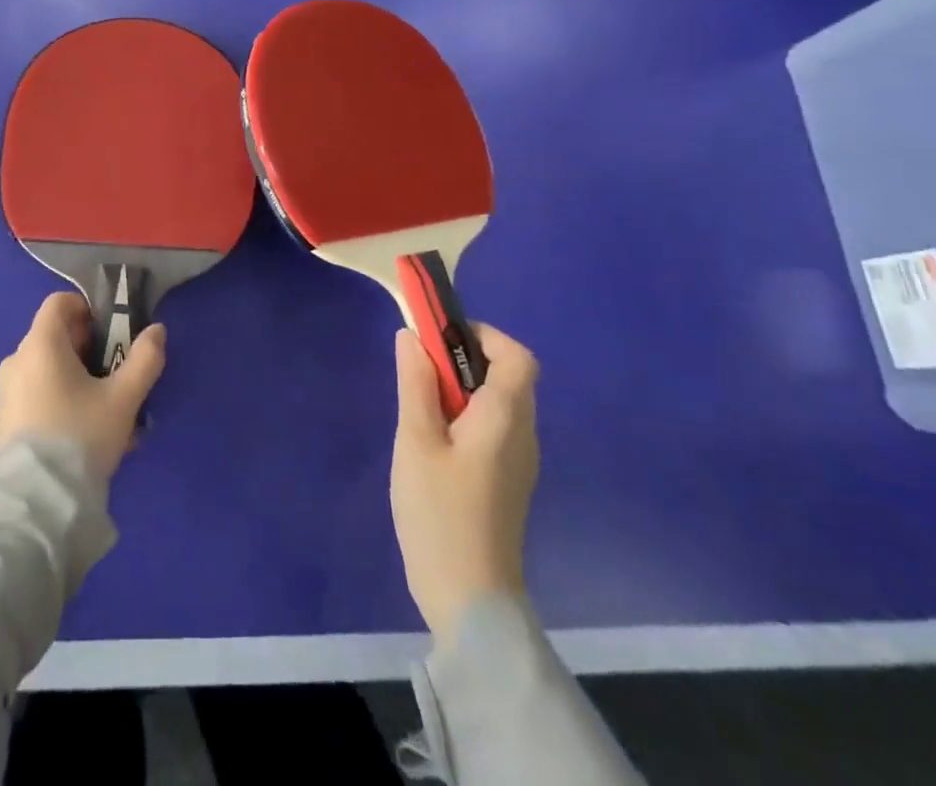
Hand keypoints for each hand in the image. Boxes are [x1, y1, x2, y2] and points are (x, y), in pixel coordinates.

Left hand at [0, 291, 166, 484]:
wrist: (35, 505)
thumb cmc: (79, 436)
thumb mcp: (123, 398)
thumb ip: (144, 360)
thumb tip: (157, 330)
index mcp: (40, 344)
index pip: (60, 302)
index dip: (88, 309)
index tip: (112, 334)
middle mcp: (18, 360)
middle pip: (56, 336)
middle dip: (90, 348)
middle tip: (117, 375)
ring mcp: (8, 391)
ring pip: (50, 368)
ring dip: (80, 378)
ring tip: (108, 411)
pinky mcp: (6, 421)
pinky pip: (39, 394)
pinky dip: (63, 399)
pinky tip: (87, 433)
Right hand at [390, 322, 539, 641]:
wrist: (470, 601)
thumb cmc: (440, 513)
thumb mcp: (416, 440)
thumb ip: (416, 383)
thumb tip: (413, 336)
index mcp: (506, 418)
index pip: (517, 356)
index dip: (483, 335)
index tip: (439, 337)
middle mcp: (522, 434)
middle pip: (507, 376)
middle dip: (464, 359)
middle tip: (419, 369)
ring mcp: (518, 461)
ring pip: (497, 403)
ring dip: (462, 389)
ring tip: (419, 405)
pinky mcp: (506, 481)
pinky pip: (492, 429)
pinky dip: (466, 416)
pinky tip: (432, 441)